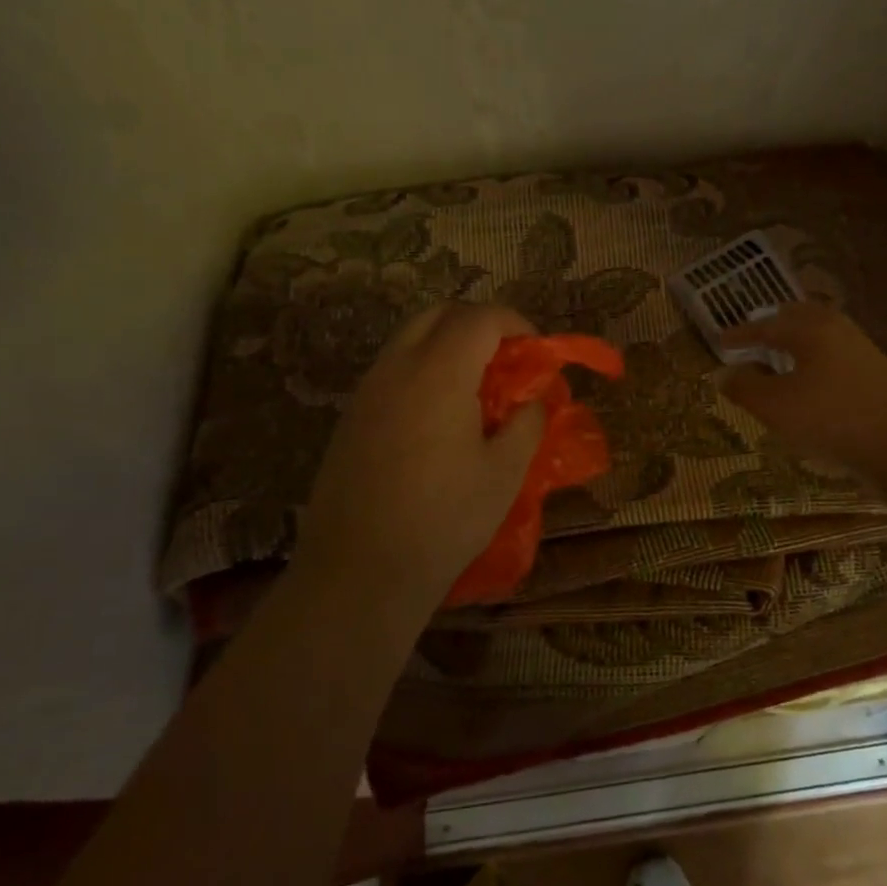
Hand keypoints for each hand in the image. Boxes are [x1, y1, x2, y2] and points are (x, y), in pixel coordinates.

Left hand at [294, 303, 545, 613]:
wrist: (359, 571)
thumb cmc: (443, 520)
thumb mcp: (504, 474)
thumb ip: (526, 424)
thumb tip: (532, 401)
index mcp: (438, 373)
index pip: (479, 319)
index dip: (514, 324)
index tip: (536, 350)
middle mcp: (396, 368)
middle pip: (437, 315)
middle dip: (477, 324)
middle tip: (506, 360)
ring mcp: (366, 392)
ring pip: (409, 339)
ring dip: (447, 345)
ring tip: (476, 388)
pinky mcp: (350, 418)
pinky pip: (391, 370)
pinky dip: (422, 370)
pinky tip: (439, 418)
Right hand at [717, 303, 886, 478]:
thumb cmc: (831, 417)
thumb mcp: (775, 406)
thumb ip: (745, 387)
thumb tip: (724, 373)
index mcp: (810, 329)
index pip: (766, 325)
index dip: (741, 335)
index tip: (721, 341)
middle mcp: (838, 330)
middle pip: (800, 319)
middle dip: (775, 327)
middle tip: (756, 338)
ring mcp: (863, 351)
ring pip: (822, 338)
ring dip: (798, 345)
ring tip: (781, 362)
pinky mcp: (878, 376)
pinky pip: (836, 358)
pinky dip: (816, 363)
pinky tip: (813, 386)